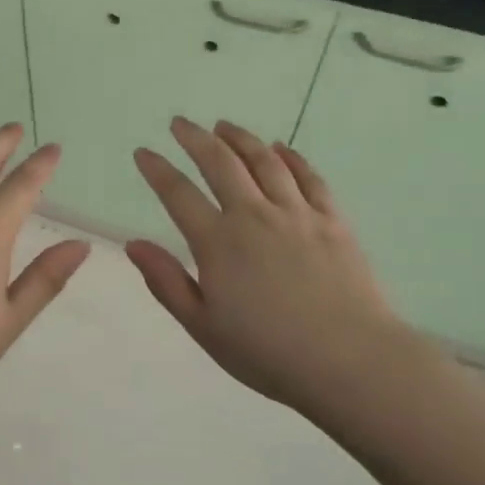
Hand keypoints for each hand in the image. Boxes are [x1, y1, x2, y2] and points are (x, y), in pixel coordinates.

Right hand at [126, 118, 421, 416]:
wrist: (351, 361)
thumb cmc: (268, 352)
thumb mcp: (203, 326)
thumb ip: (166, 282)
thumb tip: (134, 244)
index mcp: (218, 242)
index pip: (178, 193)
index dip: (157, 169)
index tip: (143, 152)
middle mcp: (254, 216)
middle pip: (220, 163)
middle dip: (195, 138)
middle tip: (180, 123)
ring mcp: (297, 214)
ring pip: (264, 161)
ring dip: (240, 138)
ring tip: (224, 125)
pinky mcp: (332, 221)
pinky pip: (309, 178)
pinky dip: (292, 158)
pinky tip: (281, 148)